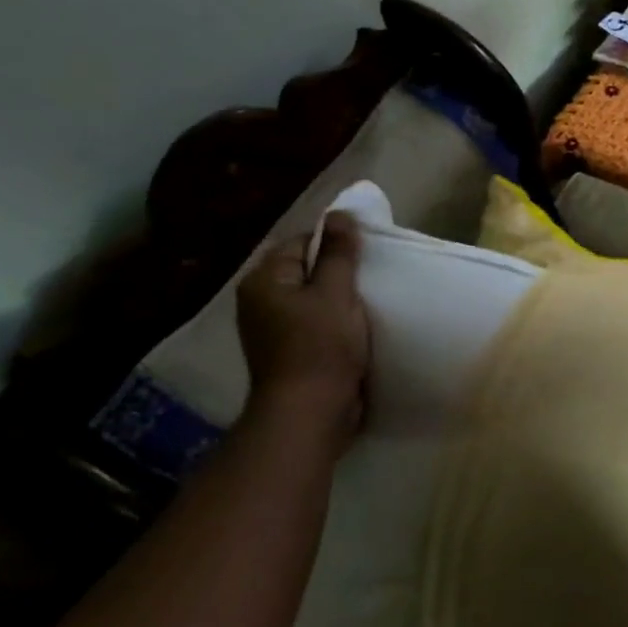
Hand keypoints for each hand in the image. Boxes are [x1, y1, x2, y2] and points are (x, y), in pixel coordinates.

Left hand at [236, 214, 369, 433]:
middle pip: (303, 271)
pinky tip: (353, 330)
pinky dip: (330, 324)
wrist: (310, 413)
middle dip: (335, 274)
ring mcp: (269, 331)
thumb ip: (338, 253)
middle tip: (369, 279)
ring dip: (335, 301)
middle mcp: (258, 301)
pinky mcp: (285, 354)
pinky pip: (310, 325)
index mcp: (264, 280)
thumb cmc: (322, 347)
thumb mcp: (336, 292)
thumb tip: (339, 213)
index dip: (333, 244)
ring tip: (365, 304)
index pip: (300, 242)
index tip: (364, 256)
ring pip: (309, 300)